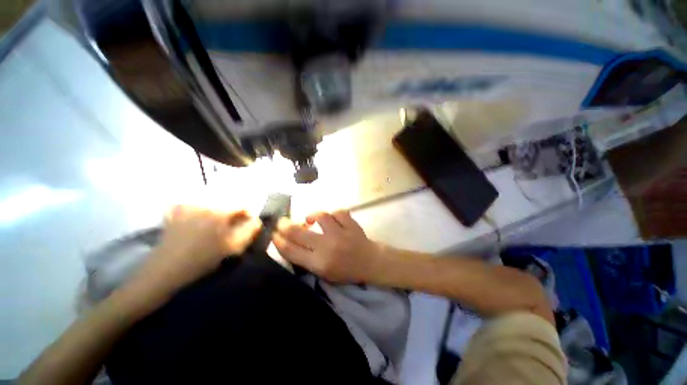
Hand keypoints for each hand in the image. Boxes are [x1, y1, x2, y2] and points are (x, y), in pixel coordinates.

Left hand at [132, 205, 261, 295]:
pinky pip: (191, 204)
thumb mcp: (233, 247)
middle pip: (226, 202)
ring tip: (214, 224)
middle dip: (232, 212)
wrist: (166, 270)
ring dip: (216, 210)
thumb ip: (250, 231)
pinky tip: (197, 219)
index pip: (241, 205)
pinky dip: (197, 208)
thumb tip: (256, 220)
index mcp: (219, 212)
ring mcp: (186, 207)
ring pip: (210, 202)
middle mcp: (203, 204)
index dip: (248, 215)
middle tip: (231, 226)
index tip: (247, 224)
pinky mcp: (175, 212)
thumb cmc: (203, 259)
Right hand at [273, 211, 380, 282]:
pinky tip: (331, 218)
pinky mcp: (351, 224)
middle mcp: (327, 247)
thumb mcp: (323, 273)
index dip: (278, 241)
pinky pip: (338, 212)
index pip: (291, 251)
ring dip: (312, 216)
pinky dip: (333, 214)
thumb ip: (307, 259)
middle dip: (285, 226)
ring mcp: (340, 233)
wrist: (370, 262)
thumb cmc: (346, 271)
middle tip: (280, 221)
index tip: (273, 234)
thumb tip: (292, 242)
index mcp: (319, 263)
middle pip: (299, 233)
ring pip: (320, 217)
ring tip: (310, 219)